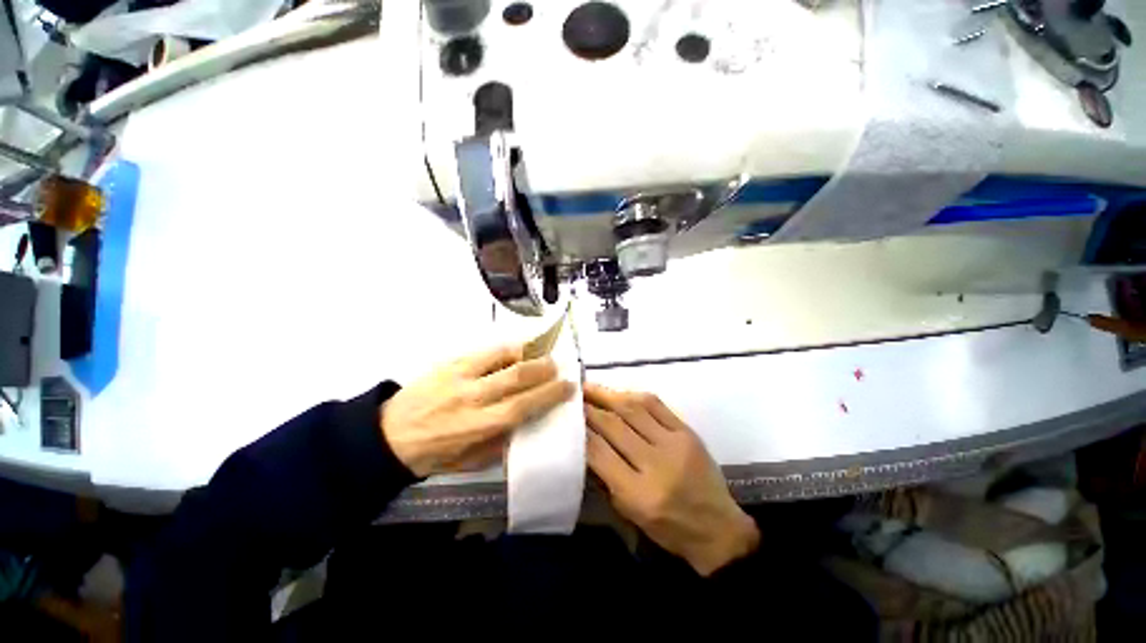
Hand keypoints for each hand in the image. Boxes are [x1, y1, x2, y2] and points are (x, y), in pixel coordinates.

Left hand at [381, 345, 574, 476]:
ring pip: (502, 356)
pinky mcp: (449, 363)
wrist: (386, 436)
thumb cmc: (432, 454)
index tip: (568, 387)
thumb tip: (526, 422)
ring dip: (527, 353)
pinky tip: (516, 350)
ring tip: (540, 353)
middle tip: (559, 365)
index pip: (523, 405)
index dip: (550, 394)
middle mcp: (472, 397)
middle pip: (517, 376)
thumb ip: (501, 442)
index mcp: (478, 425)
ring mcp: (459, 375)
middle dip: (544, 368)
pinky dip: (505, 349)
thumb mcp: (470, 461)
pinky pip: (484, 350)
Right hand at [584, 384, 759, 575]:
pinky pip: (656, 405)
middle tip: (574, 397)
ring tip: (590, 387)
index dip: (581, 431)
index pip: (599, 453)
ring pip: (633, 409)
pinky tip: (619, 393)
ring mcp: (674, 444)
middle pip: (614, 426)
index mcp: (638, 494)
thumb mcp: (629, 512)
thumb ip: (606, 476)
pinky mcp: (687, 432)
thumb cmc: (669, 528)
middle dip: (590, 409)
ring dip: (608, 395)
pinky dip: (633, 396)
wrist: (718, 527)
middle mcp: (655, 465)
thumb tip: (587, 441)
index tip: (567, 416)